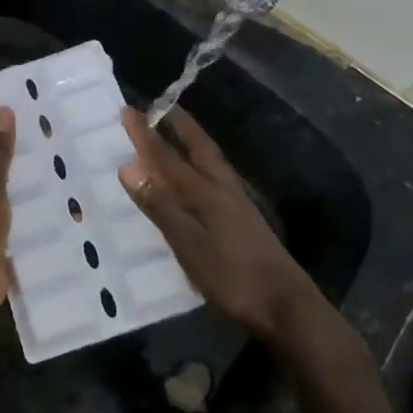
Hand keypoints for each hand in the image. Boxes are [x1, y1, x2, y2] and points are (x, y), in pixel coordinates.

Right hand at [119, 106, 320, 341]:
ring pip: (211, 162)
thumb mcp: (189, 245)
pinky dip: (202, 165)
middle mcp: (223, 190)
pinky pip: (216, 179)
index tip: (128, 111)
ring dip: (192, 142)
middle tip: (162, 106)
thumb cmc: (233, 277)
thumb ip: (161, 206)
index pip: (168, 157)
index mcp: (206, 193)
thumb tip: (129, 167)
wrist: (285, 305)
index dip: (146, 135)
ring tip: (178, 131)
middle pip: (199, 148)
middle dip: (179, 126)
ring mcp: (238, 204)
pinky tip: (199, 177)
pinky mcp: (244, 220)